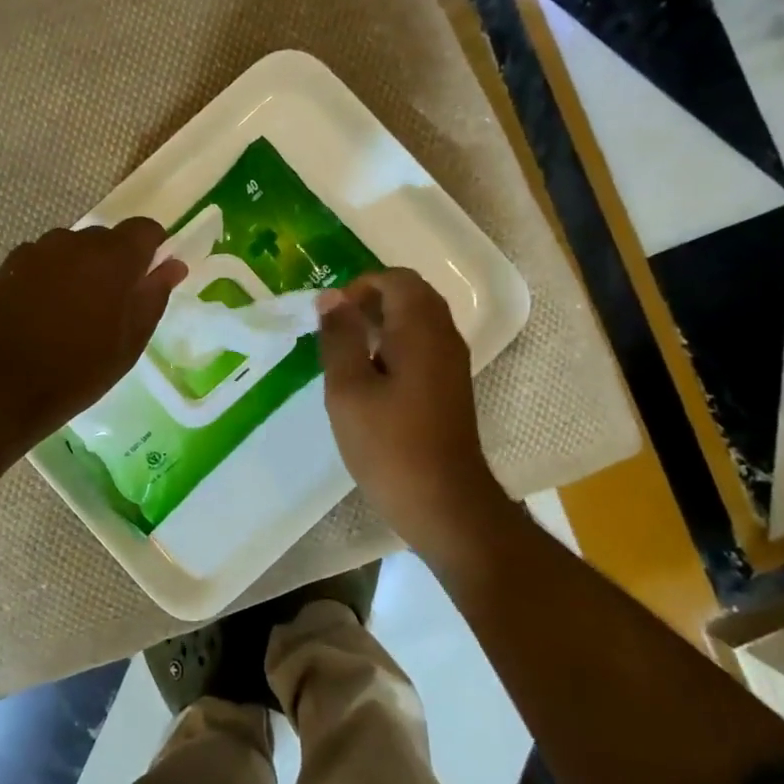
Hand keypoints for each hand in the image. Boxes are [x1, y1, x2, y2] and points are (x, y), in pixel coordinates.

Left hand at [0, 220, 187, 458]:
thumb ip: (153, 296)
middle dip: (115, 263)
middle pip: (105, 238)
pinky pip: (41, 262)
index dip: (153, 247)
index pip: (144, 228)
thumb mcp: (128, 344)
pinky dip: (50, 278)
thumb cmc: (74, 373)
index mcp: (111, 258)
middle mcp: (72, 242)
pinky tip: (42, 315)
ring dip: (80, 270)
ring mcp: (34, 252)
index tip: (150, 276)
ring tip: (74, 313)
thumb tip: (173, 265)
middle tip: (113, 306)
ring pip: (71, 250)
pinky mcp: (5, 268)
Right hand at [316, 269, 507, 546]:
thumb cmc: (390, 445)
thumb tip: (331, 297)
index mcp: (421, 329)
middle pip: (411, 296)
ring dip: (383, 325)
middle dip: (371, 302)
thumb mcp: (349, 389)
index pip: (396, 279)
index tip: (332, 316)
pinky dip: (396, 347)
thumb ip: (340, 338)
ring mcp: (451, 363)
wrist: (444, 504)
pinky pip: (423, 347)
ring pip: (418, 322)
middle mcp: (444, 337)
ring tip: (347, 353)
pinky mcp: (450, 388)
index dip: (361, 286)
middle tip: (336, 330)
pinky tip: (369, 379)